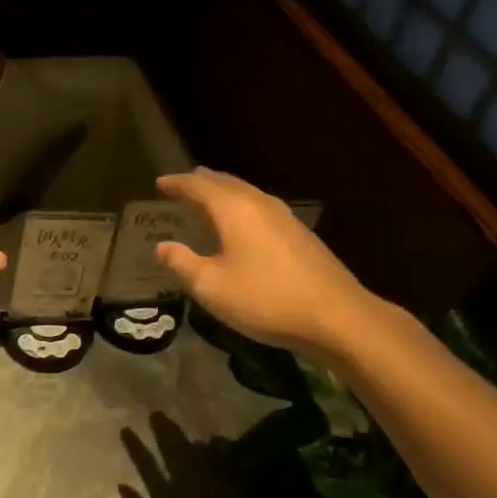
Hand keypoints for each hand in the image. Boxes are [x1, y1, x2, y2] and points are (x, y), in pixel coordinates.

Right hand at [154, 168, 382, 359]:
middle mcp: (258, 203)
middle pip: (225, 182)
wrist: (337, 316)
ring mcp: (284, 216)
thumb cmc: (265, 299)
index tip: (160, 183)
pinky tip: (244, 222)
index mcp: (233, 209)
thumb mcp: (212, 287)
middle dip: (202, 181)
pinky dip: (242, 205)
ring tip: (210, 196)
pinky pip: (261, 206)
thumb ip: (183, 264)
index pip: (198, 186)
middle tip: (184, 183)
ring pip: (247, 193)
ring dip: (224, 191)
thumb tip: (163, 247)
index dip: (176, 183)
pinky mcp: (300, 234)